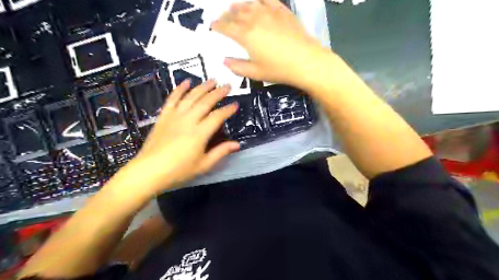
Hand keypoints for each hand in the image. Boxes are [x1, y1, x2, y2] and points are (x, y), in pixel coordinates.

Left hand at [110, 79, 238, 198]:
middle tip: (227, 86)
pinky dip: (180, 89)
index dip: (228, 110)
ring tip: (212, 80)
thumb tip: (237, 145)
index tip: (236, 104)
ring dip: (202, 87)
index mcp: (199, 133)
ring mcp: (174, 116)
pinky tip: (186, 82)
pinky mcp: (164, 116)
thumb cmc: (178, 170)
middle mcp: (188, 120)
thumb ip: (221, 152)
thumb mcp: (203, 165)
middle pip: (205, 102)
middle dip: (218, 93)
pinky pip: (172, 99)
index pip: (217, 117)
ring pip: (191, 97)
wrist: (149, 171)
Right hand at [210, 0, 327, 86]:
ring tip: (236, 8)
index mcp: (245, 35)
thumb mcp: (255, 73)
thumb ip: (238, 67)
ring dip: (240, 5)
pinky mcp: (282, 11)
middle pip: (236, 13)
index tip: (213, 26)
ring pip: (249, 4)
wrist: (306, 61)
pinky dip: (259, 0)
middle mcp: (254, 19)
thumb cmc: (279, 69)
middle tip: (223, 18)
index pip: (226, 26)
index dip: (218, 25)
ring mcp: (269, 12)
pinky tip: (257, 2)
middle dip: (227, 15)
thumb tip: (225, 61)